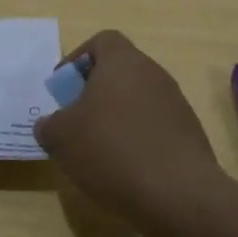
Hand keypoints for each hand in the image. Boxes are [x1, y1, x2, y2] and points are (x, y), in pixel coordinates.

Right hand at [34, 30, 231, 236]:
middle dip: (94, 94)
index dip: (78, 60)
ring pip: (137, 101)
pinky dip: (137, 141)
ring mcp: (176, 104)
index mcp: (123, 61)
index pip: (102, 42)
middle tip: (76, 122)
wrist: (179, 194)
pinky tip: (125, 170)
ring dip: (116, 119)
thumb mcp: (61, 138)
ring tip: (98, 152)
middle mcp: (153, 74)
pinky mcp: (189, 135)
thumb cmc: (112, 150)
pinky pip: (154, 128)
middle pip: (119, 72)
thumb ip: (48, 125)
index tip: (63, 89)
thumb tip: (50, 125)